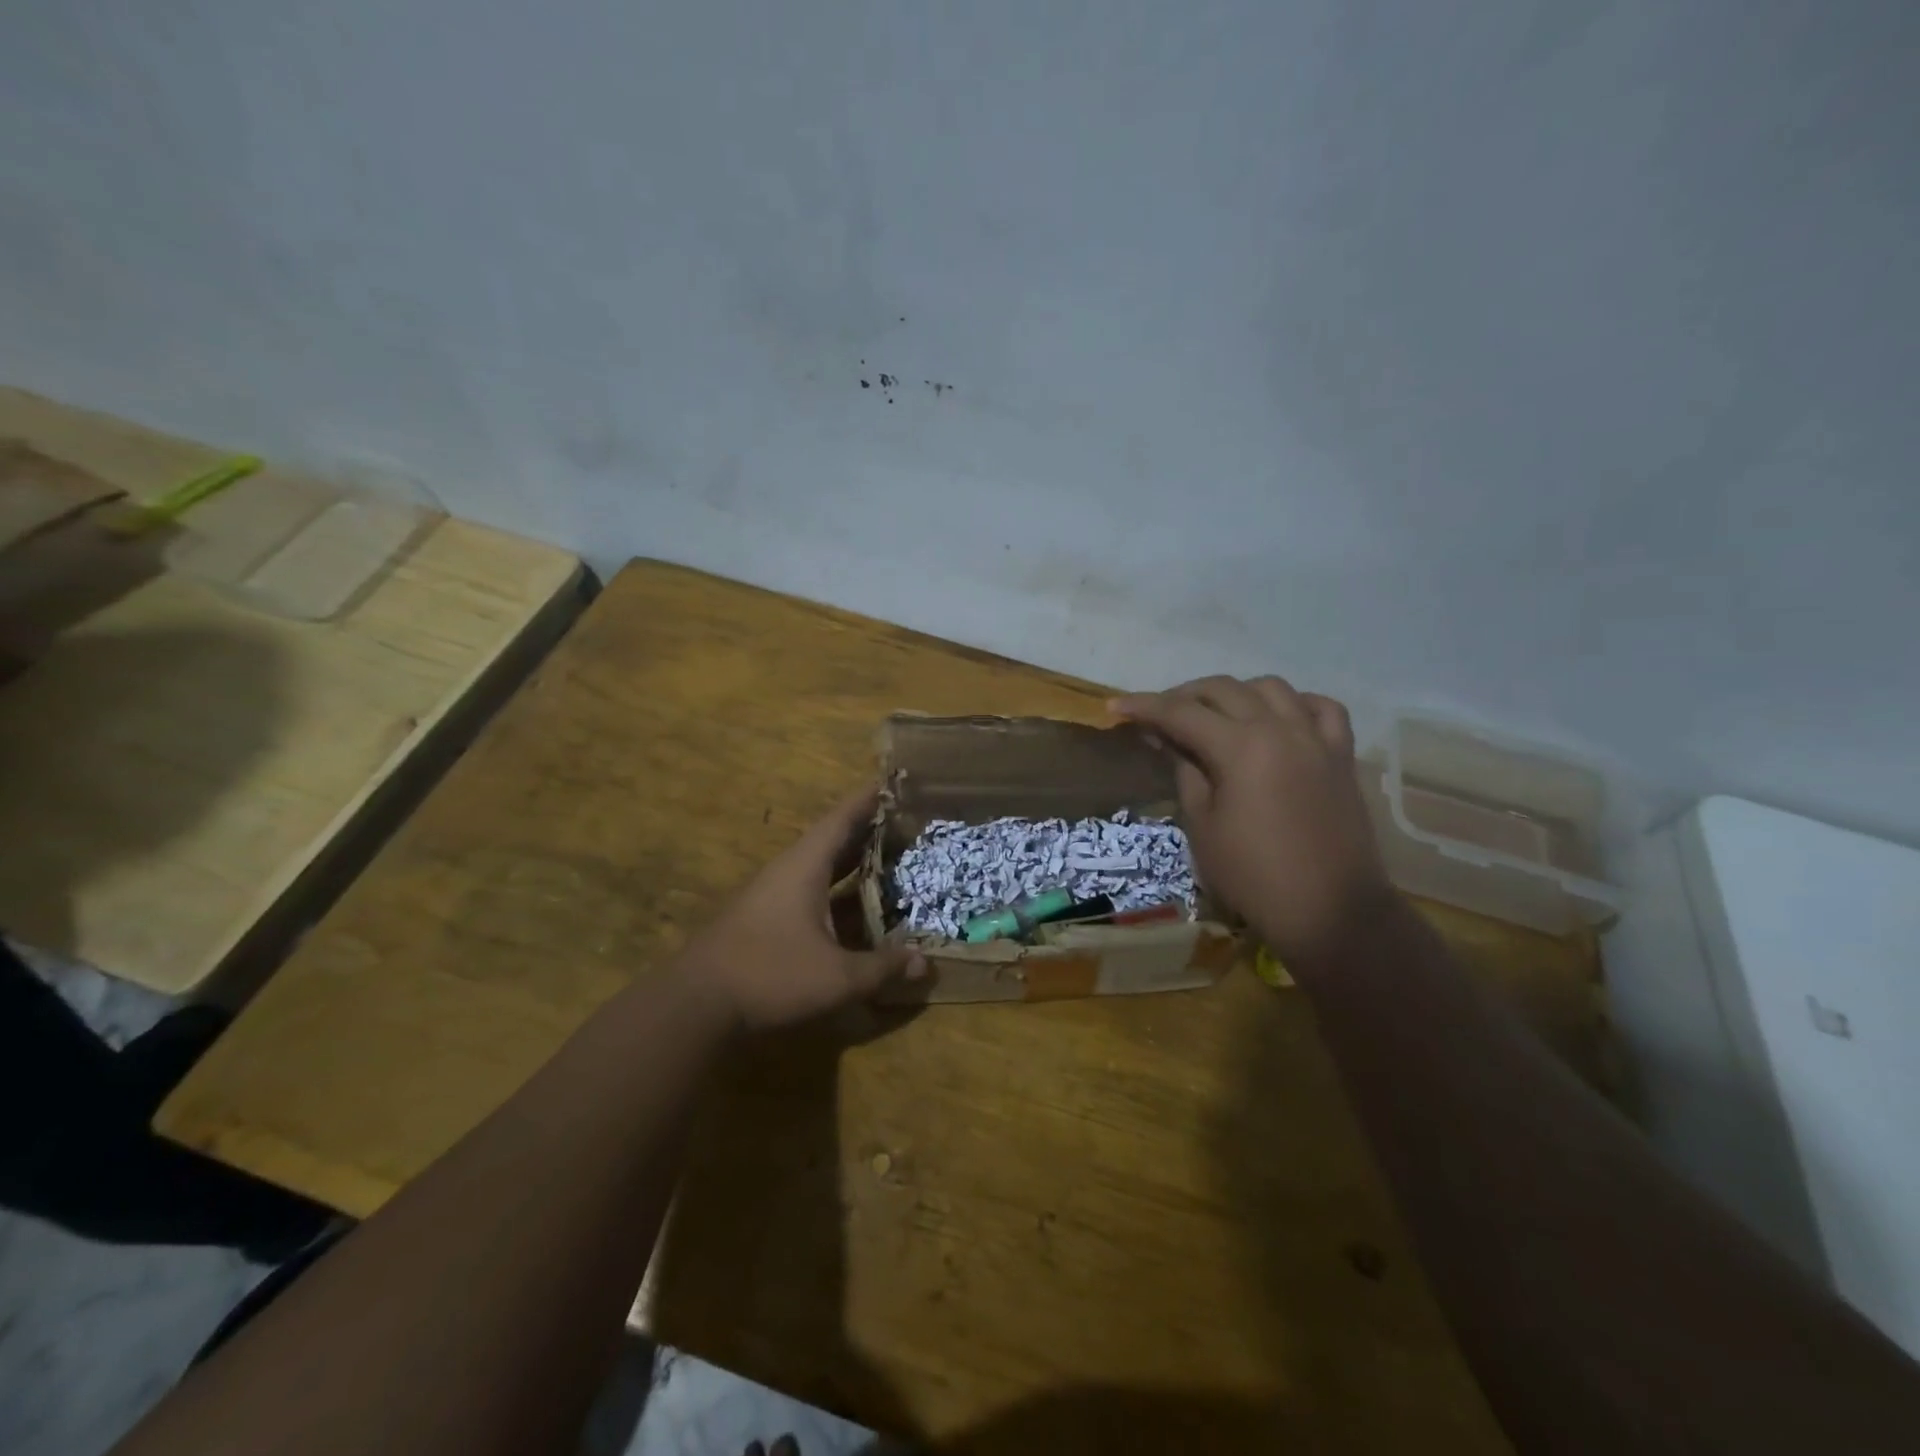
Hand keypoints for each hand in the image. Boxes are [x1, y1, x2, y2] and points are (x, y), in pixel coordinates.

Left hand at [676, 788, 924, 1031]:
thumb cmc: (770, 975)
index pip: (842, 819)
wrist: (695, 1006)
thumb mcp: (837, 976)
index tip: (893, 779)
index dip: (868, 799)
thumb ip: (883, 968)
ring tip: (889, 859)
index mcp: (805, 867)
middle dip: (868, 830)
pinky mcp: (764, 921)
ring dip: (852, 864)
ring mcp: (772, 896)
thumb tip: (926, 964)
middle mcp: (788, 872)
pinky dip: (838, 893)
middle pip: (833, 841)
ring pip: (821, 869)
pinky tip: (856, 910)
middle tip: (905, 821)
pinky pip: (811, 893)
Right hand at [1111, 675, 1391, 962]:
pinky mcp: (1341, 756)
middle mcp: (1280, 728)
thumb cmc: (1253, 876)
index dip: (1144, 707)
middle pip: (1224, 690)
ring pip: (1271, 687)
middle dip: (1184, 696)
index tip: (1115, 707)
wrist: (1330, 912)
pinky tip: (1278, 718)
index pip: (1181, 713)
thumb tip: (1172, 741)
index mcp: (1240, 747)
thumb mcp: (1202, 826)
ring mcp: (1316, 738)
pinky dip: (1294, 704)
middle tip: (1159, 715)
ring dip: (1235, 693)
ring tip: (1215, 715)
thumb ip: (1186, 772)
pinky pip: (1321, 708)